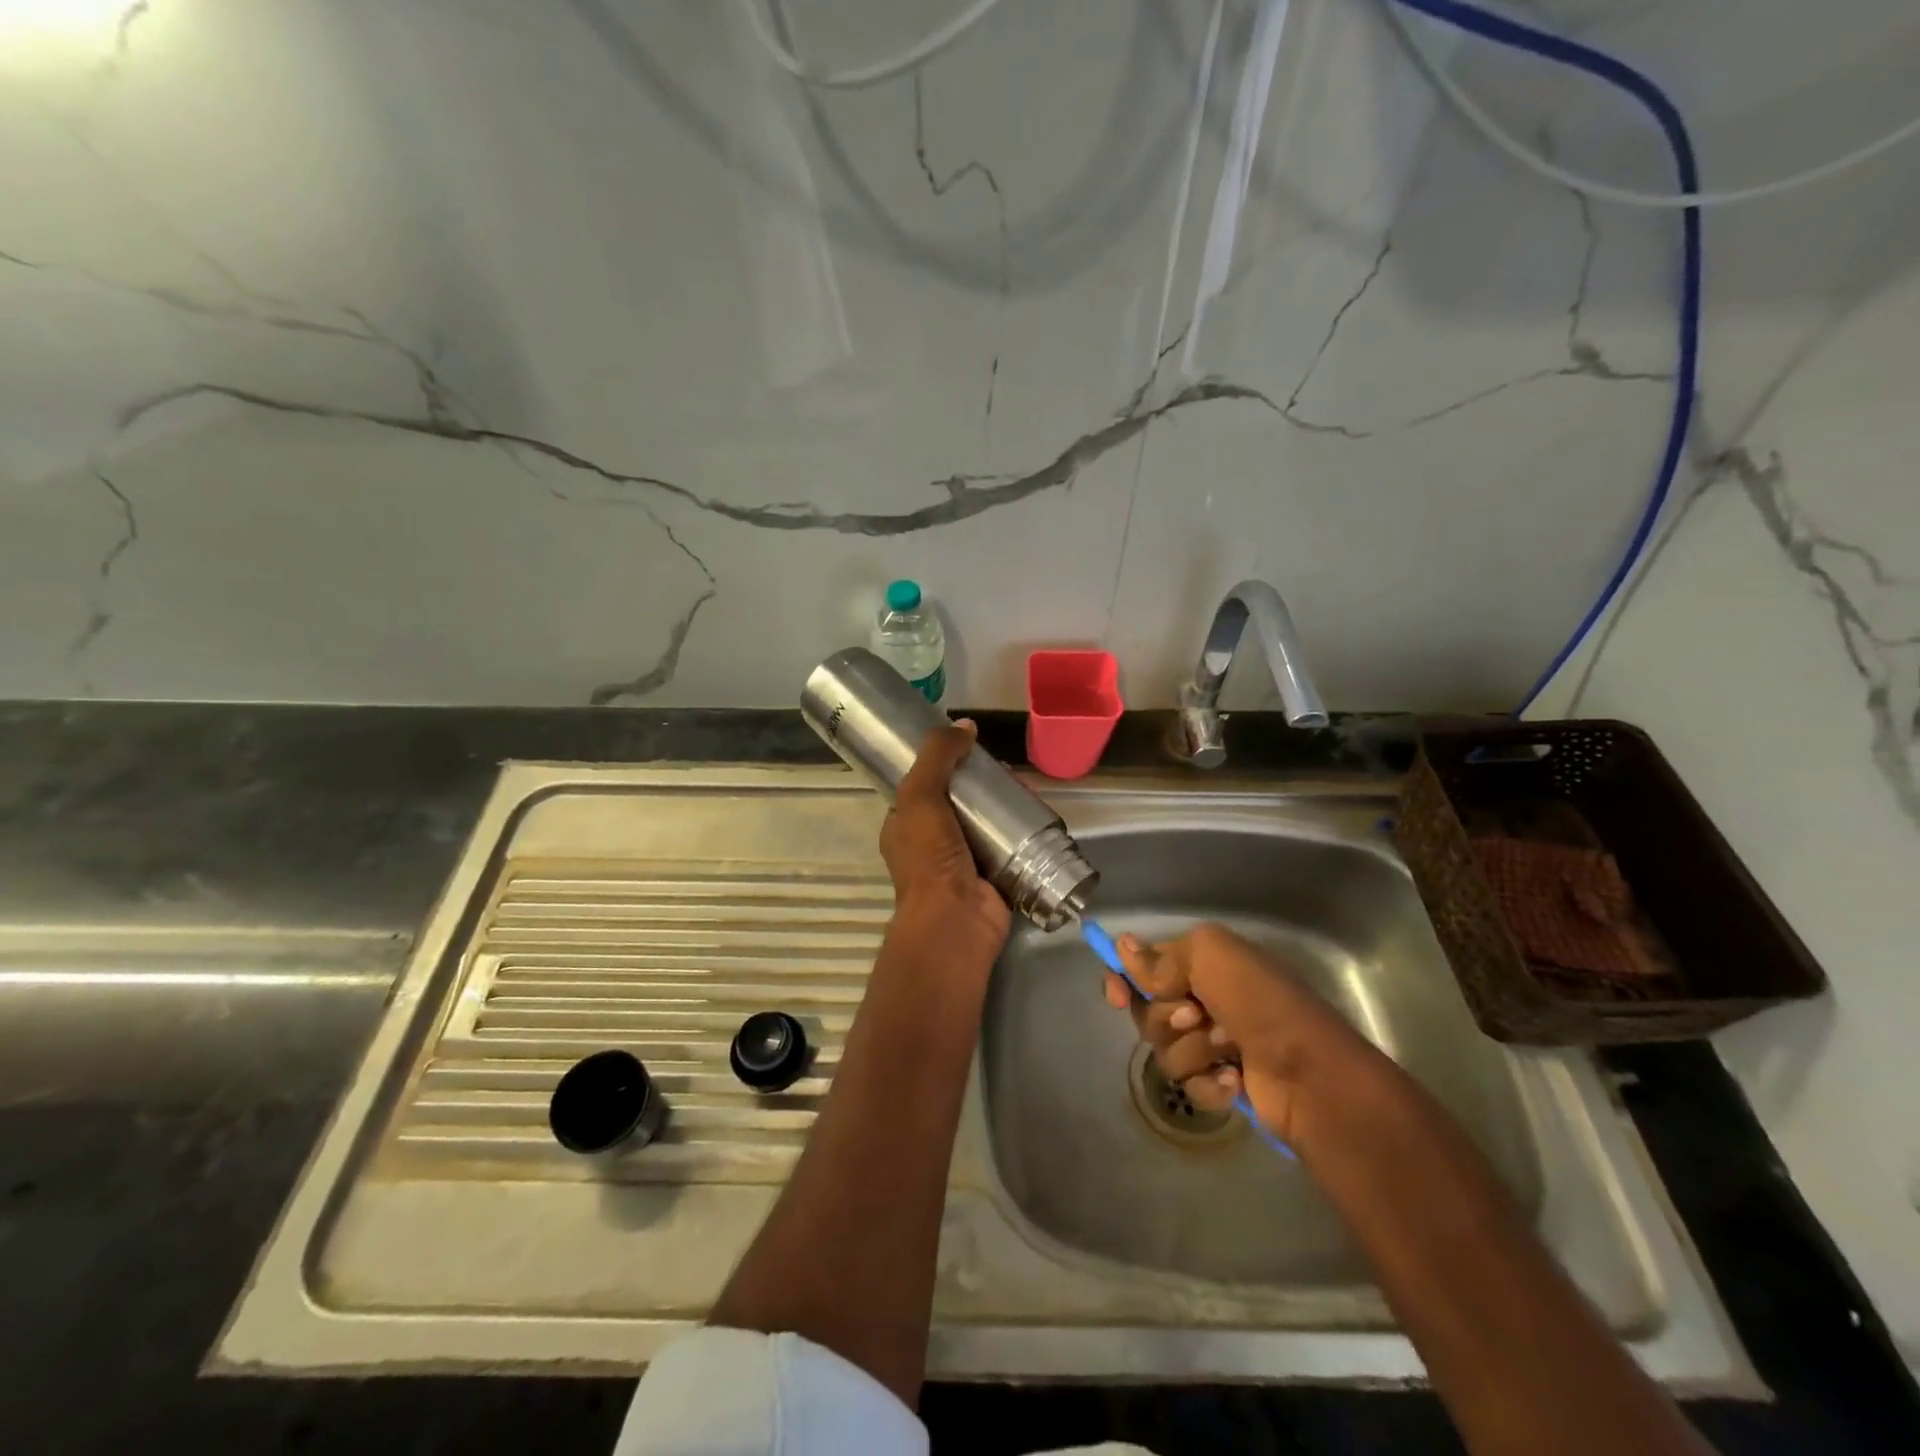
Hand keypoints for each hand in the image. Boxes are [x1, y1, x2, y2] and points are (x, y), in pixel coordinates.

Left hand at [878, 721, 1010, 958]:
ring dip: (1007, 807)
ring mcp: (964, 862)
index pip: (924, 786)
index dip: (945, 765)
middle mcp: (932, 844)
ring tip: (1027, 788)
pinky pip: (1011, 847)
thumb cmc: (929, 858)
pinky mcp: (995, 877)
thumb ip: (938, 757)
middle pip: (961, 803)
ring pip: (988, 824)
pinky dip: (1024, 833)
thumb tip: (965, 724)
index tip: (972, 750)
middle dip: (984, 786)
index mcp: (906, 826)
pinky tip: (1039, 815)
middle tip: (1007, 771)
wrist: (956, 921)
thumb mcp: (921, 796)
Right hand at [1101, 922, 1373, 1146]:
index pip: (1144, 965)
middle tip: (1198, 1016)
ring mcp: (1214, 1043)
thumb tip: (1122, 948)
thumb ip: (1162, 957)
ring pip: (1165, 1050)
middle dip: (1167, 1017)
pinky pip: (1188, 1084)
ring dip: (1193, 1050)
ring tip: (1229, 1049)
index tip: (1116, 995)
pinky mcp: (1223, 1082)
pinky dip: (1209, 1083)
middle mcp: (1204, 998)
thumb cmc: (1262, 1003)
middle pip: (1147, 1010)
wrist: (1312, 1074)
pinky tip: (1235, 1080)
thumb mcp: (1212, 957)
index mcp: (1203, 963)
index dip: (1123, 978)